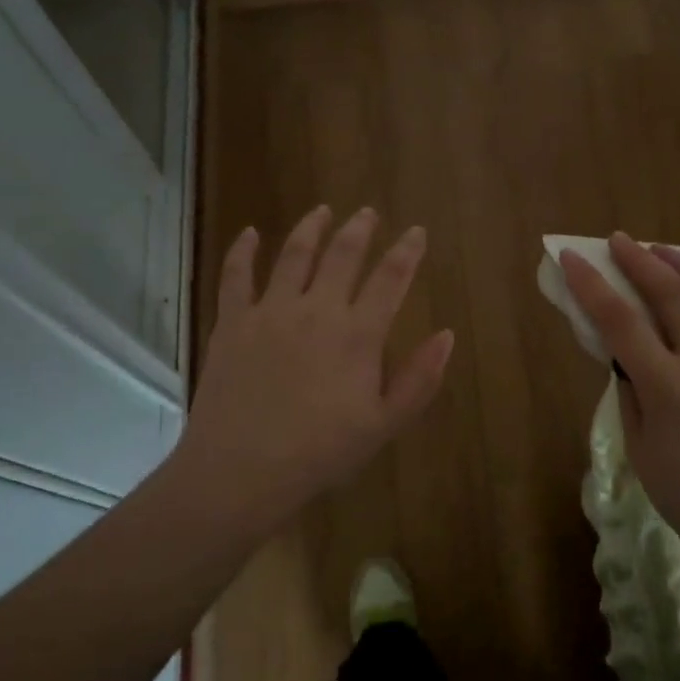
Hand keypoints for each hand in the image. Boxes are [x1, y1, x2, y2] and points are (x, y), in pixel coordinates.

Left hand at [177, 205, 454, 523]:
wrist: (241, 469)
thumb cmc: (320, 452)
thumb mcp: (384, 425)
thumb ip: (419, 379)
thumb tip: (447, 335)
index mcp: (358, 334)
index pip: (390, 279)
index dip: (407, 251)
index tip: (416, 232)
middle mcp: (317, 310)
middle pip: (343, 255)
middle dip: (360, 229)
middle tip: (368, 212)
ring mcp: (270, 311)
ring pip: (294, 254)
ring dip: (311, 227)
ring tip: (322, 211)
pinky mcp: (233, 322)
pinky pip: (236, 276)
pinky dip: (243, 250)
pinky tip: (251, 233)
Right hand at [559, 234, 679, 563]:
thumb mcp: (642, 451)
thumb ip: (631, 395)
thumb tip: (624, 356)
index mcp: (667, 388)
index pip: (620, 321)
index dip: (591, 285)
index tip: (572, 258)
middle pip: (671, 295)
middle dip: (639, 260)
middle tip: (619, 241)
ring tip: (664, 250)